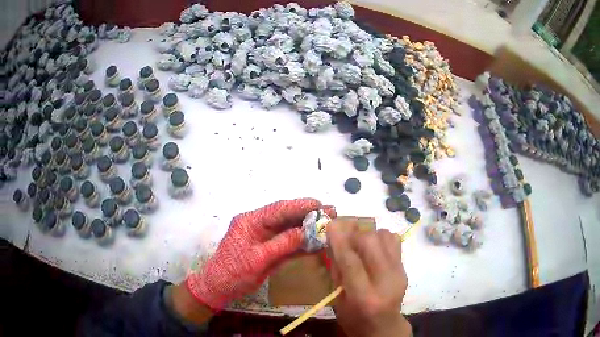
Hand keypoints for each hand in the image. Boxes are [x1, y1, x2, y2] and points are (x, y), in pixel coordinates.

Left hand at [186, 198, 334, 310]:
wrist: (220, 287)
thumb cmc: (233, 272)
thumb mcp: (257, 259)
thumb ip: (281, 244)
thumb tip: (305, 232)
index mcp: (250, 221)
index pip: (278, 209)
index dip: (300, 205)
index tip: (320, 204)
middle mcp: (258, 225)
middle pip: (286, 217)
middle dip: (308, 215)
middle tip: (331, 213)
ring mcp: (264, 238)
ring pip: (289, 230)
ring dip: (308, 229)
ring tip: (329, 226)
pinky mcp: (269, 250)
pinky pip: (287, 244)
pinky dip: (301, 244)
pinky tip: (317, 243)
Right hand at [328, 218, 411, 336]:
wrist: (384, 326)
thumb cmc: (355, 319)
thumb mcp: (338, 302)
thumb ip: (338, 272)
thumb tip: (335, 243)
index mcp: (364, 297)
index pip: (351, 263)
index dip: (339, 242)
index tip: (330, 225)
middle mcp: (385, 282)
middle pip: (371, 243)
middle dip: (354, 235)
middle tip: (344, 239)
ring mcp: (399, 273)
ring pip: (385, 237)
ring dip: (368, 235)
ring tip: (359, 245)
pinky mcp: (404, 268)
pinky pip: (394, 240)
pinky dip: (381, 238)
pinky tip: (373, 248)